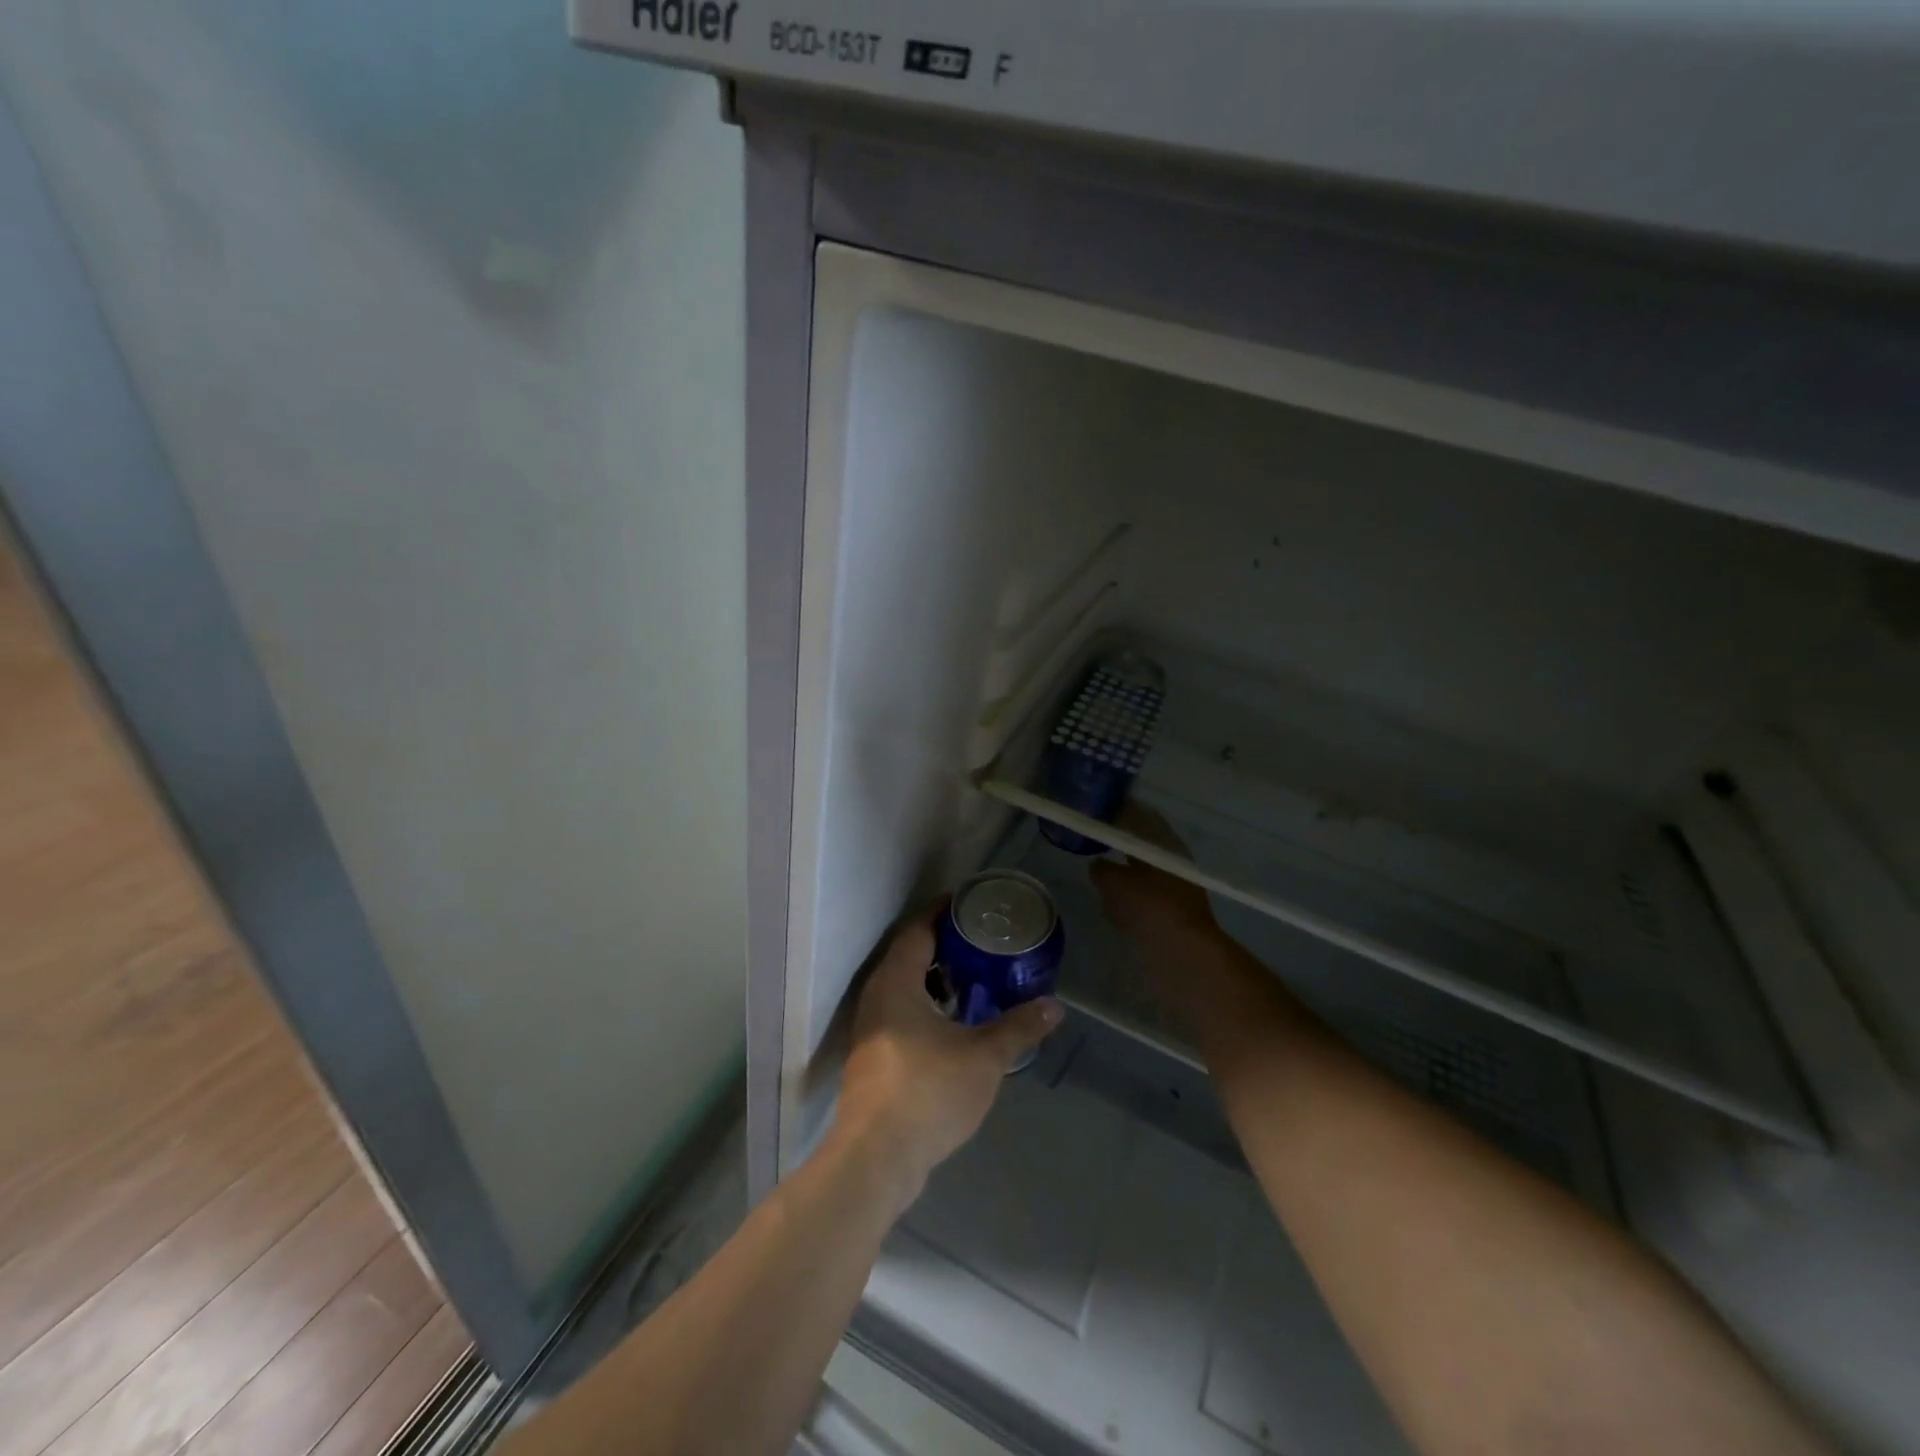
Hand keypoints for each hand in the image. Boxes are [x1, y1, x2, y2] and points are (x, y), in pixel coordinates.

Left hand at [834, 911, 1061, 1212]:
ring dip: (935, 982)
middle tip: (981, 943)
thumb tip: (1054, 1006)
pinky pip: (900, 1015)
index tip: (969, 905)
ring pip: (904, 989)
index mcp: (897, 982)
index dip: (942, 914)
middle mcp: (877, 997)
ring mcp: (870, 1029)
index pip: (918, 930)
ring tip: (974, 982)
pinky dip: (926, 1009)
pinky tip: (954, 1027)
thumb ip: (1018, 1027)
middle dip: (943, 948)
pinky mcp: (872, 1058)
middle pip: (909, 957)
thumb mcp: (984, 1057)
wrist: (876, 1158)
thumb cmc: (929, 1091)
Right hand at [1089, 803, 1219, 946]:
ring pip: (1141, 876)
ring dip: (1122, 876)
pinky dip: (1127, 903)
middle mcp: (1173, 865)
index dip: (1119, 814)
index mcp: (1167, 847)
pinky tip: (1110, 909)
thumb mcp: (1116, 883)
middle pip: (1141, 849)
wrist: (1182, 954)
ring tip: (1097, 877)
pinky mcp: (1170, 918)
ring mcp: (1174, 893)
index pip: (1142, 819)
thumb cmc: (1151, 907)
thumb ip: (1102, 870)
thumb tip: (1097, 865)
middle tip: (1091, 844)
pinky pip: (1143, 903)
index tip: (1096, 812)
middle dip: (1118, 847)